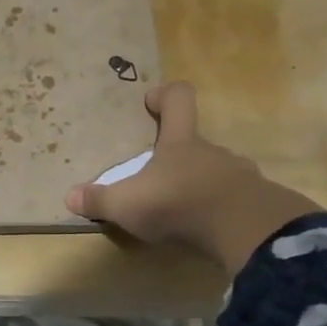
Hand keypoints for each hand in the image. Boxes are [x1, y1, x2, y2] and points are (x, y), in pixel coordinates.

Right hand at [65, 81, 320, 275]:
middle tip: (157, 177)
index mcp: (181, 142)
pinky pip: (235, 199)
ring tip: (182, 208)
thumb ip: (100, 200)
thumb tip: (70, 196)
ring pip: (216, 171)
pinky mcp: (256, 202)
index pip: (179, 99)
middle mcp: (212, 151)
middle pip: (196, 141)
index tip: (151, 102)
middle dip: (177, 155)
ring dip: (200, 184)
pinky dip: (220, 209)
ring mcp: (240, 175)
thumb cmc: (179, 204)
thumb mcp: (128, 205)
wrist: (244, 230)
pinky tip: (208, 229)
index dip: (165, 95)